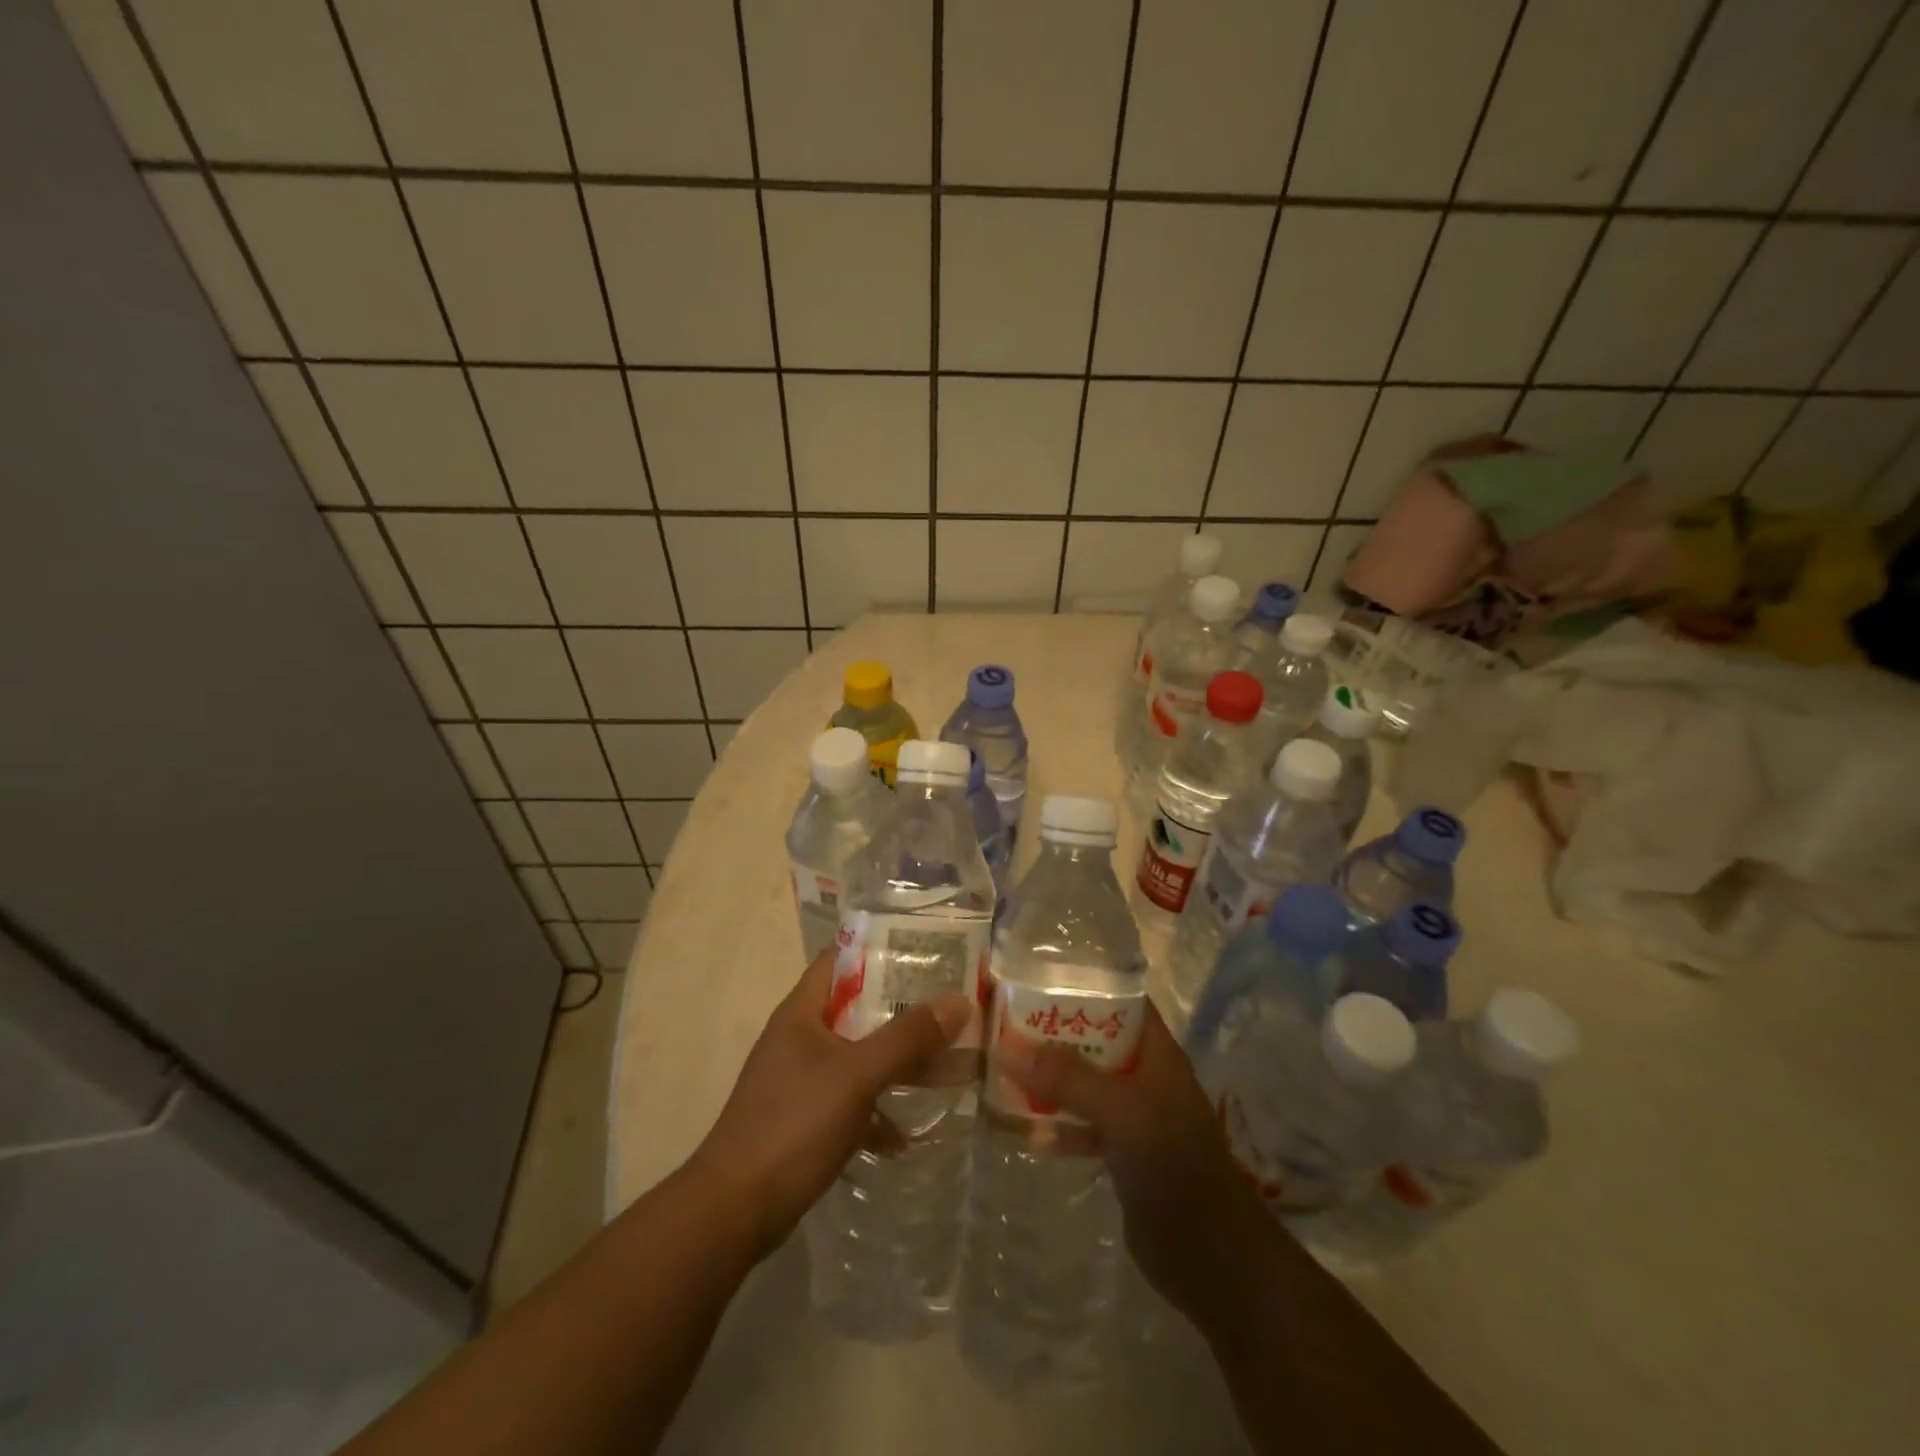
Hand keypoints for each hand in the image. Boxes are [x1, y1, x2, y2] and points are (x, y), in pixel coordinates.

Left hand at [689, 948, 970, 1261]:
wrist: (734, 1211)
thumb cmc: (793, 1124)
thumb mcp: (856, 1074)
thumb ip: (907, 1037)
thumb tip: (959, 1000)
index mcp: (802, 1011)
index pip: (842, 958)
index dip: (882, 947)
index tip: (927, 948)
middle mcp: (800, 1037)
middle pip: (857, 1007)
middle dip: (901, 1007)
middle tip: (949, 1003)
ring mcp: (801, 1079)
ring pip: (858, 1055)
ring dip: (896, 1059)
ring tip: (945, 1061)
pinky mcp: (806, 1119)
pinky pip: (852, 1099)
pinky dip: (879, 1108)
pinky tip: (909, 1132)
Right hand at [999, 1000, 1276, 1332]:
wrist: (1210, 1256)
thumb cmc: (1172, 1164)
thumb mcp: (1120, 1110)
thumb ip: (1067, 1077)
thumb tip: (1007, 1047)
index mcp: (1155, 1051)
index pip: (1119, 998)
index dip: (1082, 983)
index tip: (1033, 976)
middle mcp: (1144, 1075)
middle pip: (1094, 1040)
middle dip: (1053, 1032)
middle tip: (1002, 1021)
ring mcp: (1133, 1115)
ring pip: (1083, 1083)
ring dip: (1048, 1077)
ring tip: (1000, 1066)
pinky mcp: (1121, 1153)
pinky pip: (1080, 1125)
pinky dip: (1053, 1123)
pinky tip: (1016, 1124)